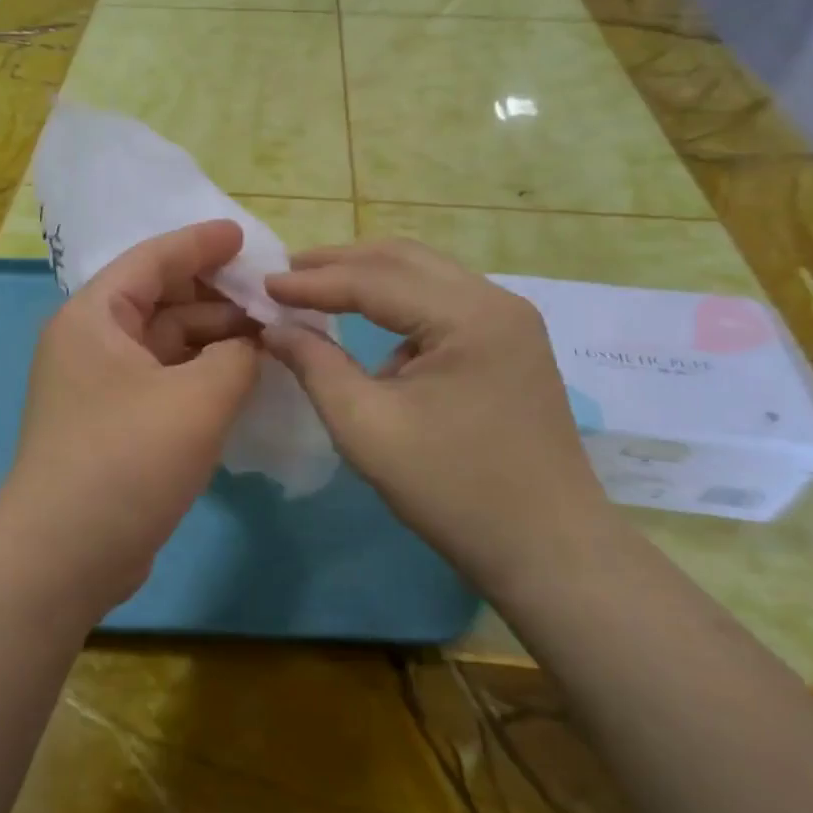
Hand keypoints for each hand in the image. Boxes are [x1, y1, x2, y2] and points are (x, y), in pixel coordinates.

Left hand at [0, 221, 260, 612]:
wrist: (64, 556)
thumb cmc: (127, 460)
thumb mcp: (198, 400)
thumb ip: (237, 356)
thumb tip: (250, 345)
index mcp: (94, 317)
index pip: (151, 260)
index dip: (200, 244)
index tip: (244, 236)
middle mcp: (90, 342)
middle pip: (159, 300)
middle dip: (215, 296)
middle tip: (270, 297)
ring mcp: (99, 386)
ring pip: (164, 344)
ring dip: (212, 338)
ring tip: (268, 338)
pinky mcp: (113, 424)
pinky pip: (163, 379)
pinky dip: (200, 374)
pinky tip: (240, 379)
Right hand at [262, 239, 606, 583]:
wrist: (549, 552)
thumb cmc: (454, 491)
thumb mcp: (367, 427)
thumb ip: (315, 365)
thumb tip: (274, 327)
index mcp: (469, 316)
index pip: (375, 279)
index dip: (313, 281)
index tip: (263, 285)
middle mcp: (497, 301)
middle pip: (404, 260)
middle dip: (340, 263)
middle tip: (287, 274)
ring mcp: (512, 322)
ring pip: (426, 276)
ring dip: (370, 279)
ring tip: (319, 291)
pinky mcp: (512, 346)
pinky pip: (445, 304)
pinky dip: (400, 304)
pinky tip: (373, 330)